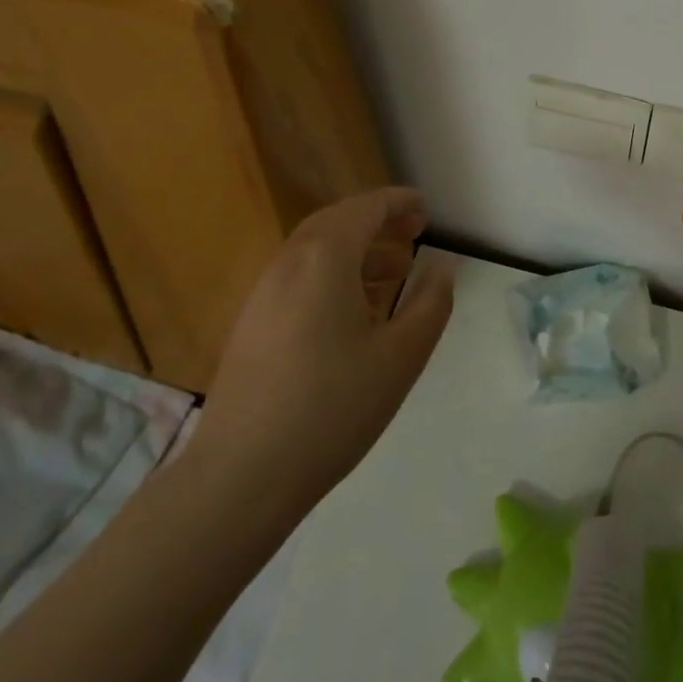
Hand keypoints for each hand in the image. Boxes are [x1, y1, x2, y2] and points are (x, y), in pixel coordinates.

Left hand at [188, 188, 454, 538]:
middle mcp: (288, 264)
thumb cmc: (332, 408)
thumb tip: (442, 266)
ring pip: (315, 251)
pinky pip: (298, 278)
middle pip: (336, 222)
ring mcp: (262, 295)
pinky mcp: (250, 325)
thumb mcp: (401, 355)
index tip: (426, 209)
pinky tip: (354, 312)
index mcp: (324, 259)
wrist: (240, 479)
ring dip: (355, 249)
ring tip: (394, 272)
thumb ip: (431, 302)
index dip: (398, 202)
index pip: (365, 208)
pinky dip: (332, 274)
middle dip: (377, 221)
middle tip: (413, 233)